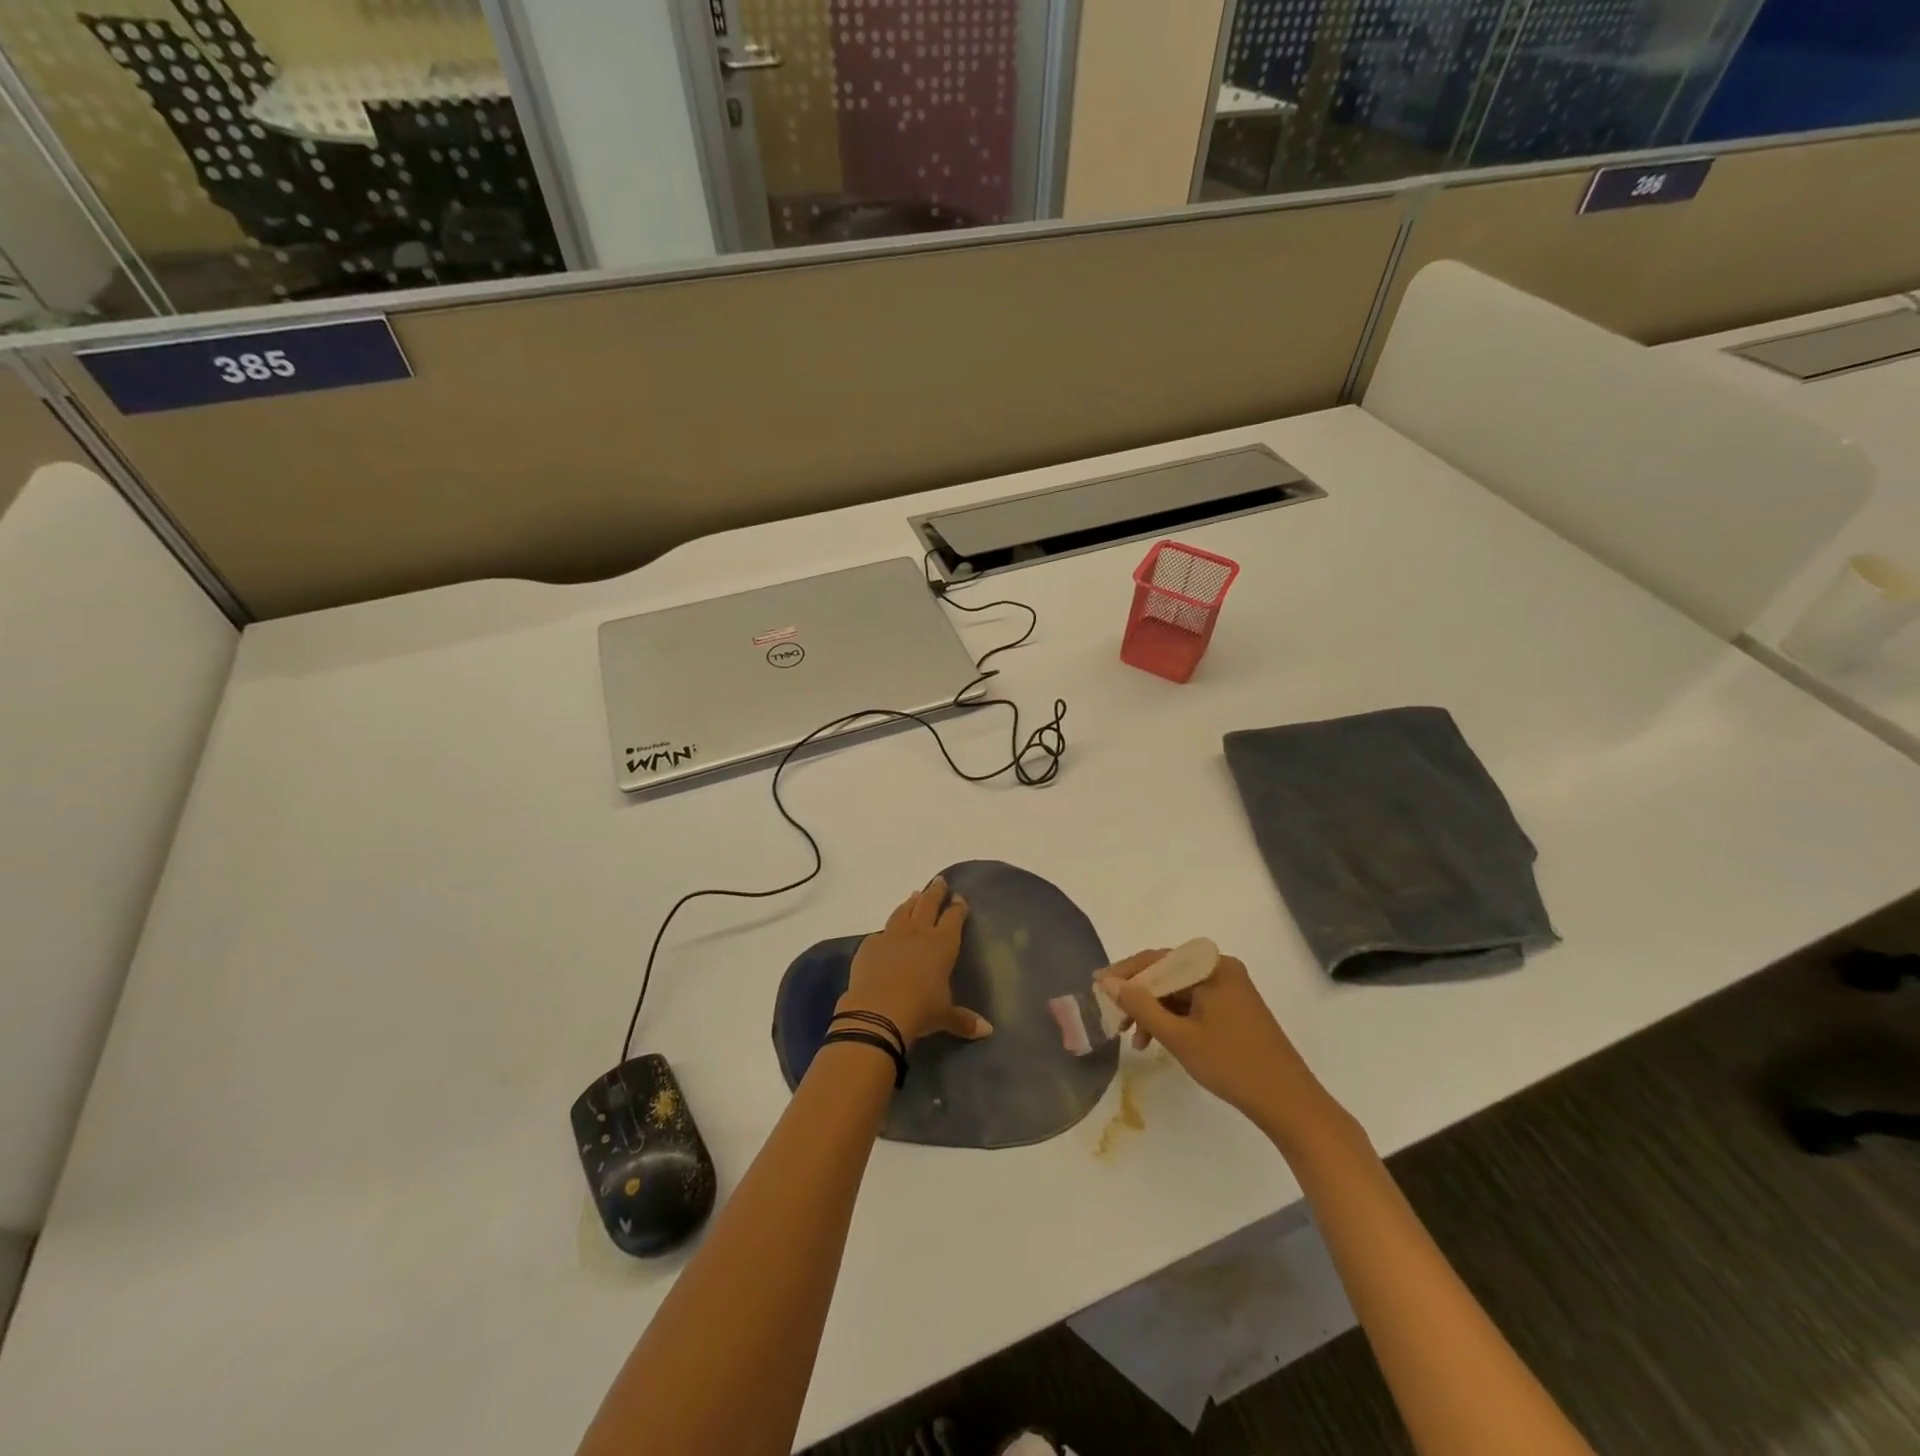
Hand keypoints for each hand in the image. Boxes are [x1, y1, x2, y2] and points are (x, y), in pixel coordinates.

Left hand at [840, 878, 991, 1046]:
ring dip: (911, 902)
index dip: (957, 907)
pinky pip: (881, 932)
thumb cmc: (920, 1011)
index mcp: (942, 944)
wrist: (877, 1012)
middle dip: (935, 892)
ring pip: (903, 911)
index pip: (953, 918)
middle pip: (928, 904)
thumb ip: (964, 1020)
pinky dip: (888, 929)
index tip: (960, 898)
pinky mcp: (869, 945)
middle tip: (939, 881)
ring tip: (915, 895)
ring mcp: (891, 936)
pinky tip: (888, 931)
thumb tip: (988, 1031)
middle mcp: (918, 933)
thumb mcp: (944, 1016)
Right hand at [1097, 951, 1347, 1152]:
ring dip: (1154, 1011)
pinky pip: (1193, 1003)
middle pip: (1167, 973)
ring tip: (1135, 1041)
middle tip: (1113, 1018)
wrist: (1289, 1103)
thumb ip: (1140, 1006)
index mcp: (1211, 967)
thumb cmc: (1232, 1065)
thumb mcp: (1178, 1036)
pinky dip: (1173, 1018)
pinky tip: (1158, 1041)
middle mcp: (1221, 968)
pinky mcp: (1235, 1008)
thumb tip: (1108, 982)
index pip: (1157, 958)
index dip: (1125, 972)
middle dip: (1138, 995)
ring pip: (1179, 990)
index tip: (1097, 986)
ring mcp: (1230, 988)